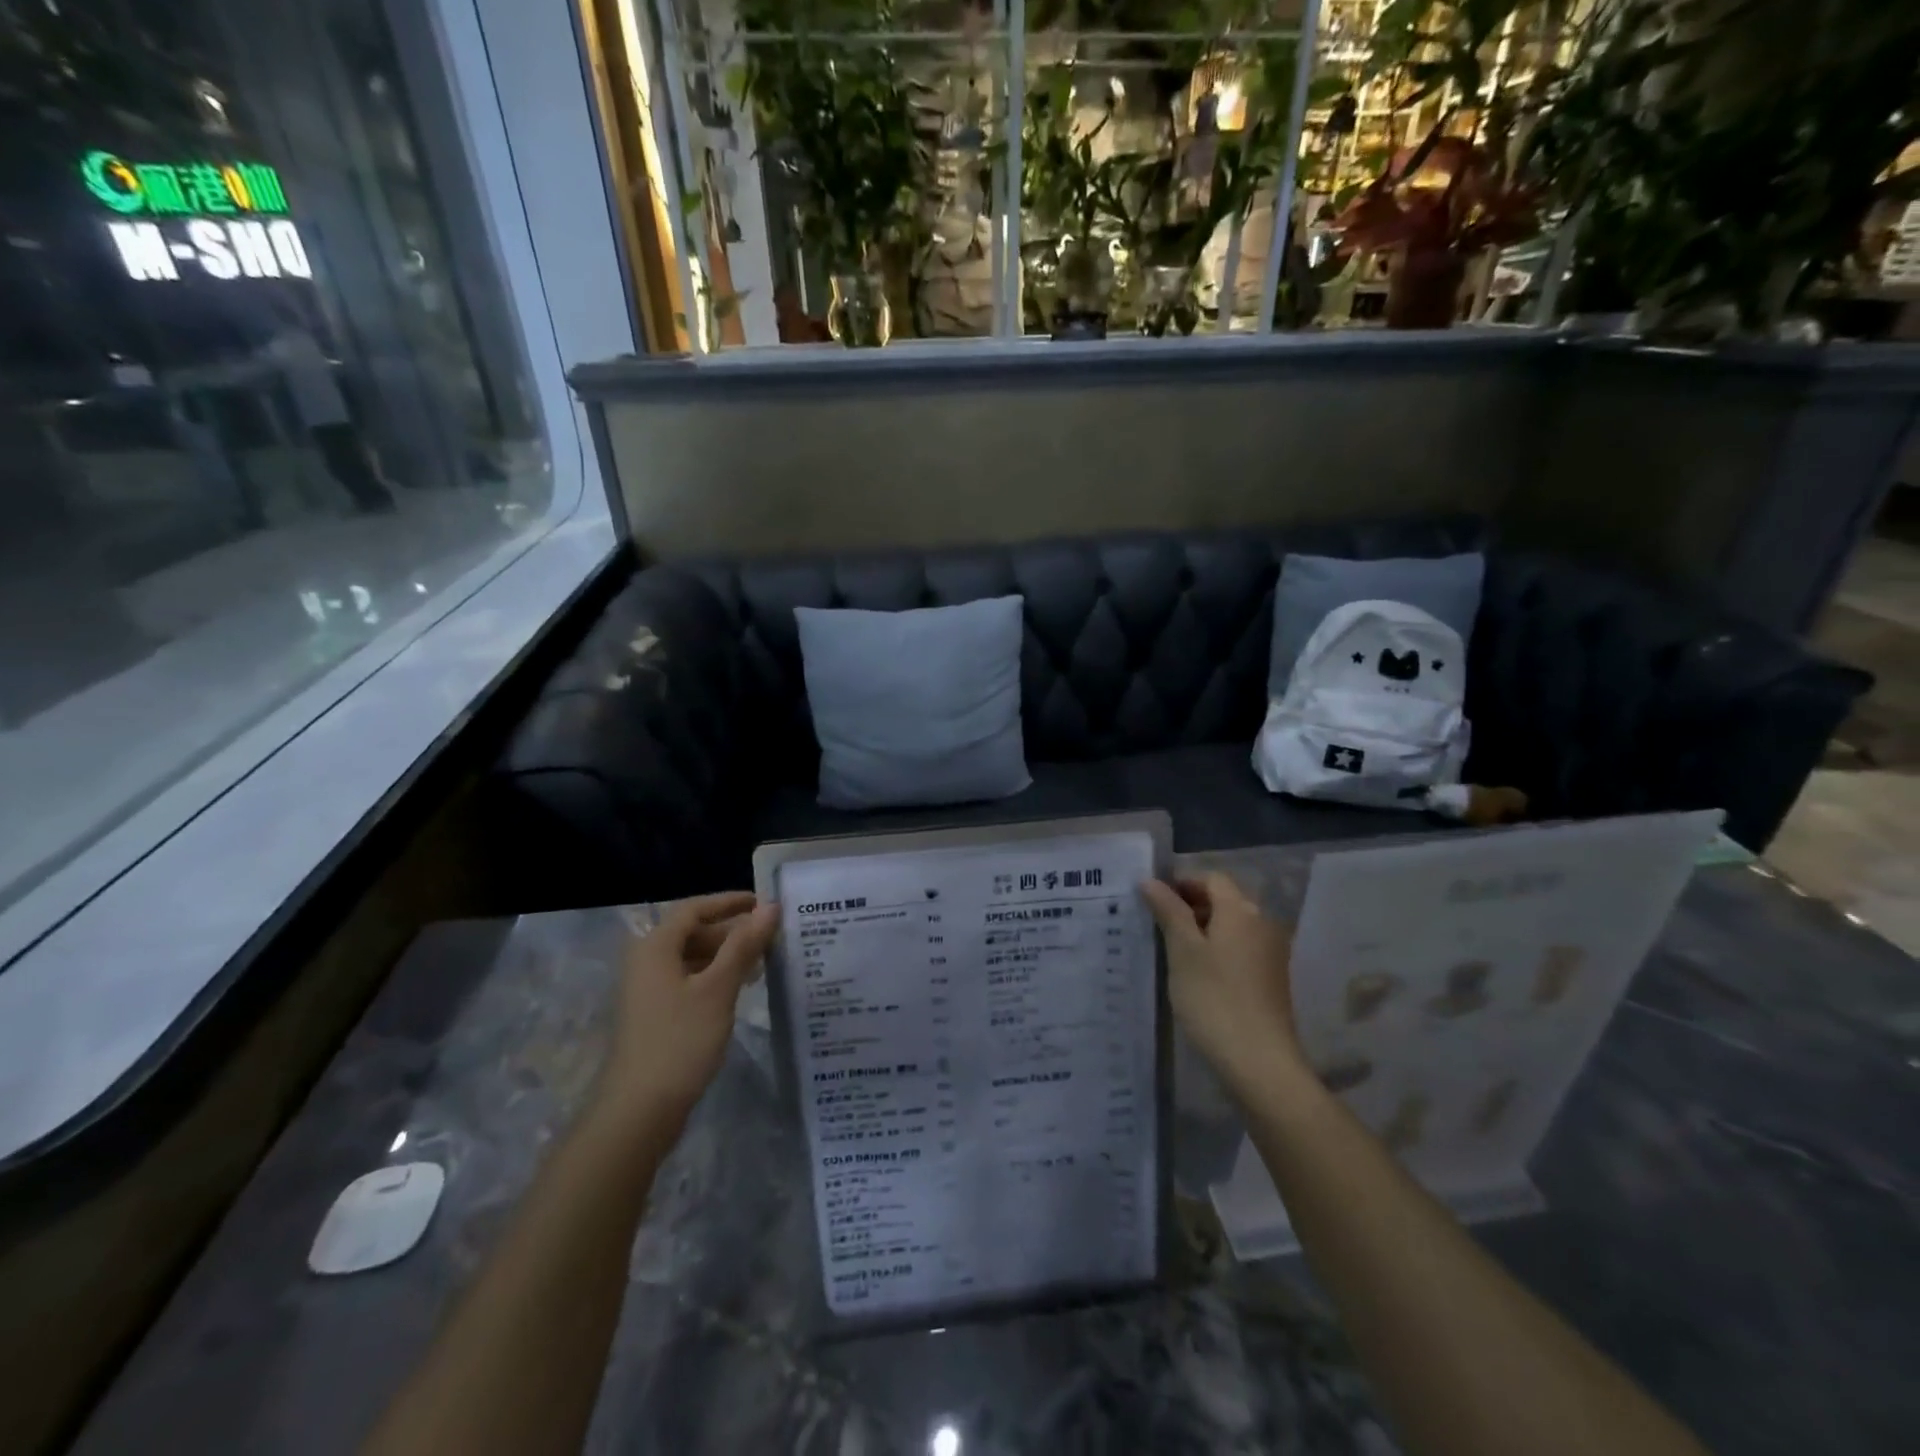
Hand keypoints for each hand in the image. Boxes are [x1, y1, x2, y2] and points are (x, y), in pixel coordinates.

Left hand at [597, 891, 778, 1127]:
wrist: (638, 1111)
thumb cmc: (680, 1041)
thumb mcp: (718, 989)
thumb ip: (744, 945)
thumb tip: (770, 907)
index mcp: (655, 947)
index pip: (694, 909)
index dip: (728, 902)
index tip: (762, 903)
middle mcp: (646, 962)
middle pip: (692, 932)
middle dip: (731, 931)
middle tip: (769, 938)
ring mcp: (647, 991)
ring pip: (691, 958)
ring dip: (725, 956)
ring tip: (761, 964)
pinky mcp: (654, 1015)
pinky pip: (688, 981)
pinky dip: (714, 977)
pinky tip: (738, 991)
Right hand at [1142, 873, 1304, 1096]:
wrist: (1260, 1062)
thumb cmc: (1214, 999)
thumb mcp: (1182, 951)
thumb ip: (1168, 911)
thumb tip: (1151, 880)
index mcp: (1241, 910)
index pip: (1211, 878)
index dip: (1181, 883)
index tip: (1152, 901)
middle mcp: (1262, 923)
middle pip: (1223, 899)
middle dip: (1190, 905)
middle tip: (1156, 924)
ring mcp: (1270, 952)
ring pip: (1231, 925)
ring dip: (1202, 929)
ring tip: (1171, 950)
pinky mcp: (1271, 977)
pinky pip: (1240, 948)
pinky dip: (1217, 949)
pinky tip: (1196, 973)